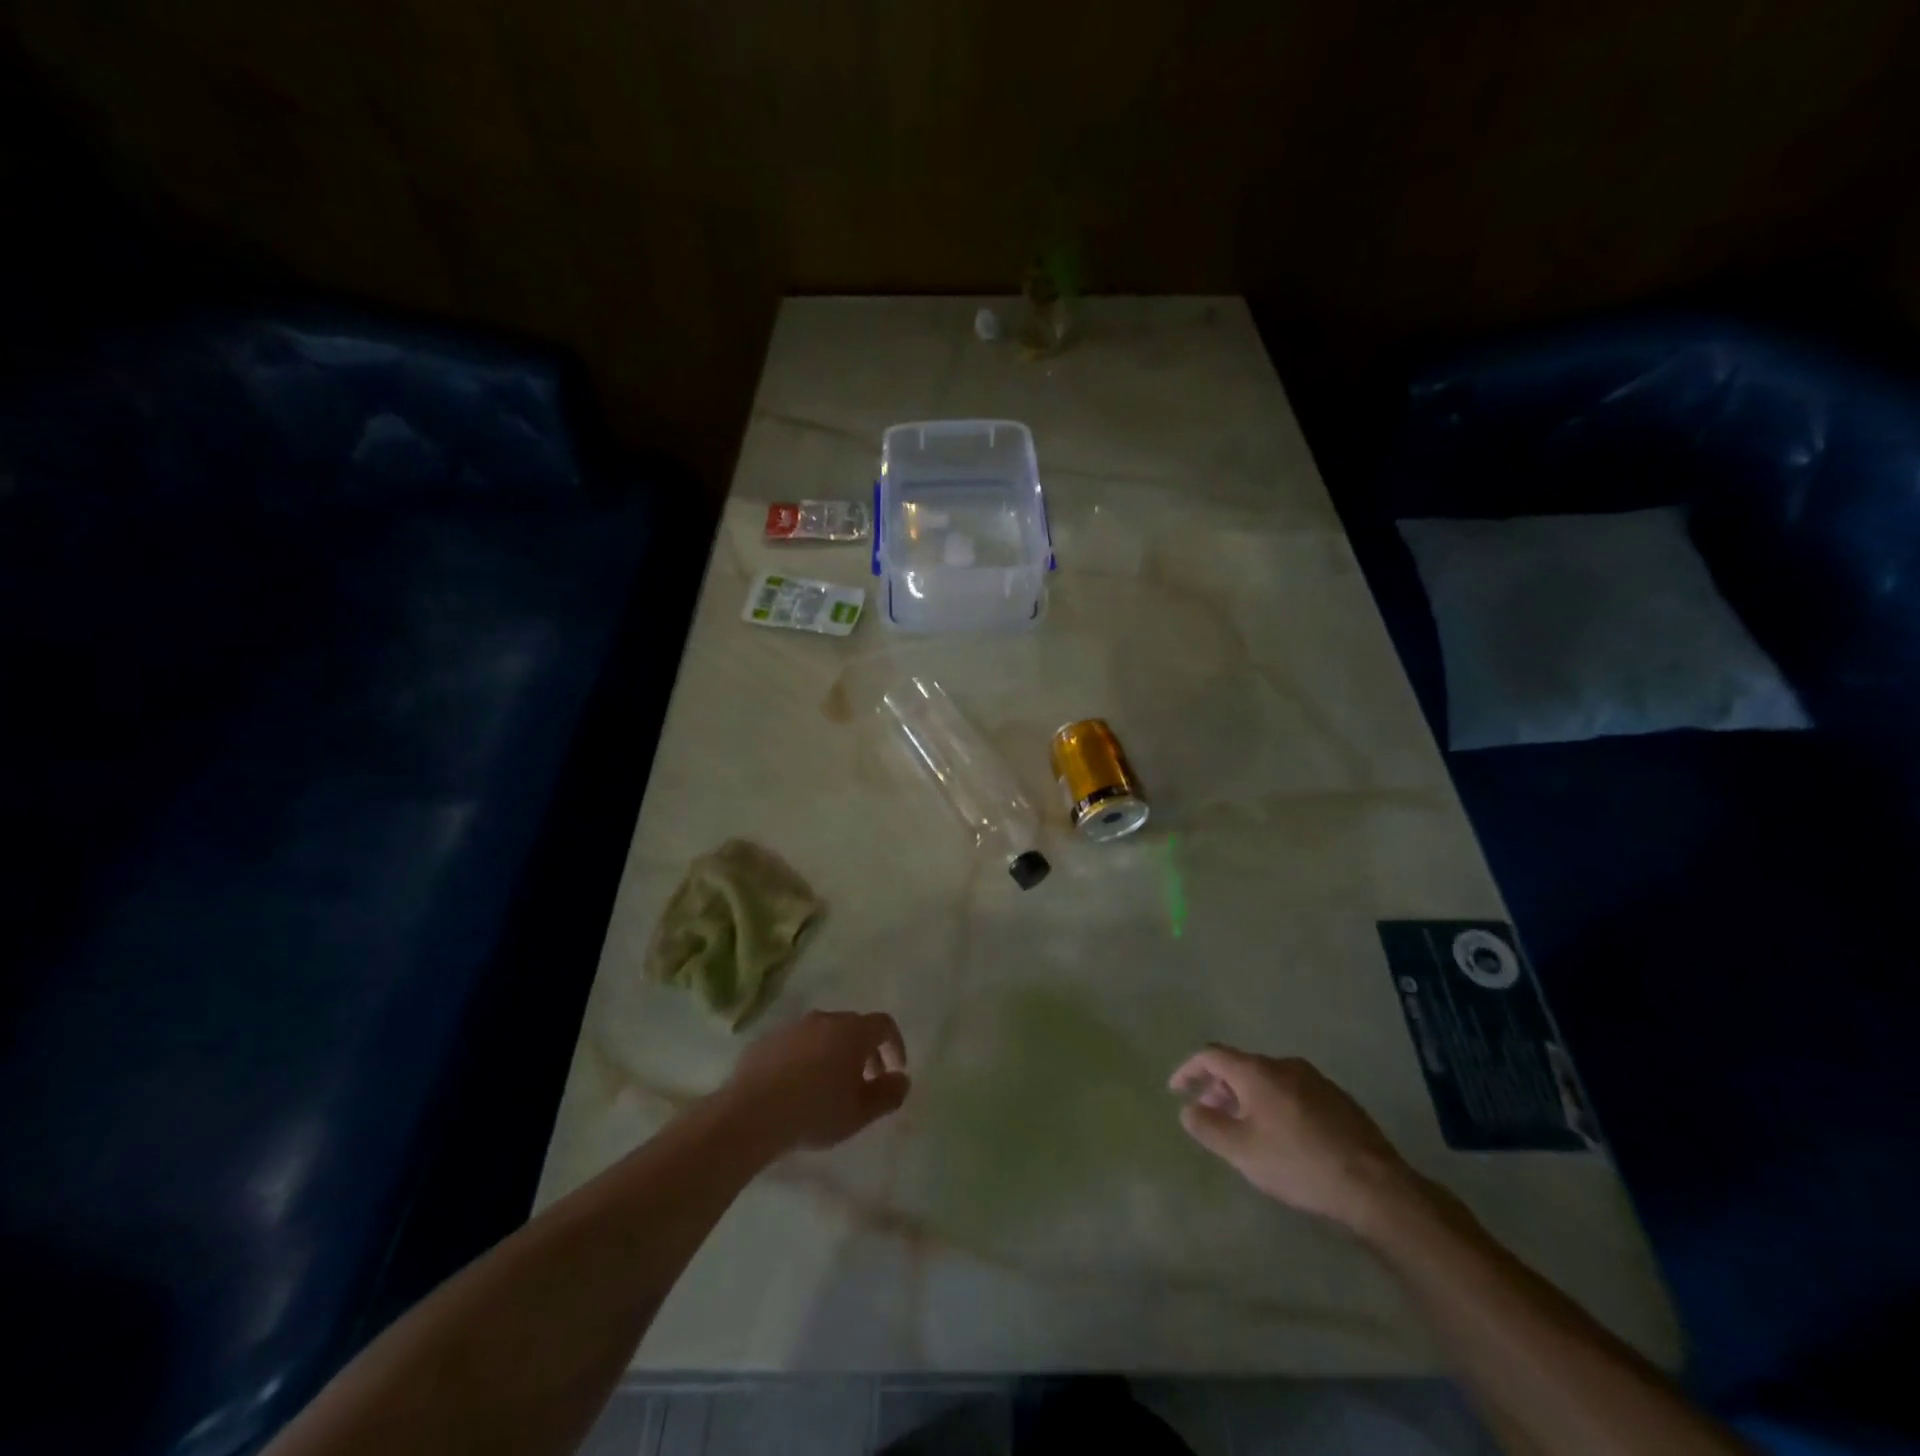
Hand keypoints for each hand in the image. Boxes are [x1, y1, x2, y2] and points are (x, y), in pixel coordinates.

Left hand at [723, 1010, 910, 1152]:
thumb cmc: (816, 1111)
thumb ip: (888, 1095)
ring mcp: (793, 1027)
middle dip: (865, 1052)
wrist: (752, 1113)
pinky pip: (796, 1045)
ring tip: (830, 1087)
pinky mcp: (767, 1040)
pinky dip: (805, 1059)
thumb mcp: (859, 1113)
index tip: (895, 1070)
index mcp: (852, 1031)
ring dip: (834, 1054)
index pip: (884, 1025)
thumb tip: (902, 1080)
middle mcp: (824, 1019)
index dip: (895, 1045)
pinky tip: (797, 1088)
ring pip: (823, 1034)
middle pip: (853, 1027)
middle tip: (865, 1083)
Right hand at [1170, 1045, 1422, 1234]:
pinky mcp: (1338, 1099)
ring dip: (1248, 1096)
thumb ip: (1208, 1127)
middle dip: (1219, 1086)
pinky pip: (1292, 1091)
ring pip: (1268, 1079)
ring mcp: (1315, 1080)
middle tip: (1209, 1113)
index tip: (1176, 1090)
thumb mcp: (1241, 1152)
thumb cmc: (1298, 1164)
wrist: (1375, 1186)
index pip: (1211, 1055)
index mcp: (1257, 1071)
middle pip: (1241, 1066)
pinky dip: (1275, 1103)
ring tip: (1244, 1127)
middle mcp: (1284, 1065)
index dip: (1189, 1070)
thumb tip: (1189, 1109)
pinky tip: (1282, 1135)